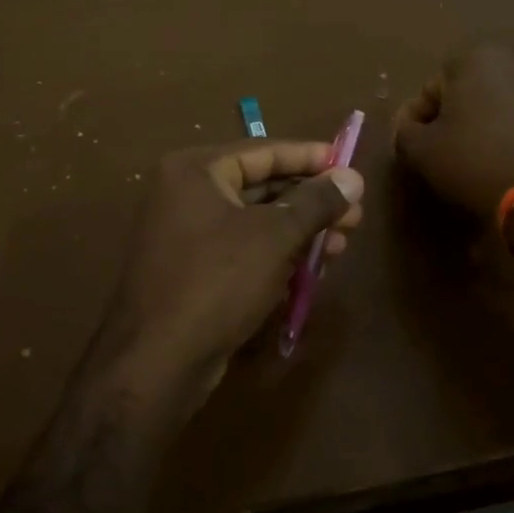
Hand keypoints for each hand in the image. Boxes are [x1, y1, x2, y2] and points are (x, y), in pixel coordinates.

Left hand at [93, 140, 363, 410]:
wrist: (158, 361)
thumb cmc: (217, 282)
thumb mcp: (275, 236)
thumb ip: (316, 202)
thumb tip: (353, 177)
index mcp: (195, 170)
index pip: (264, 151)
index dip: (311, 157)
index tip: (350, 164)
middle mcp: (186, 194)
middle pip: (261, 186)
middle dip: (310, 201)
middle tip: (355, 214)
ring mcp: (187, 235)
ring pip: (256, 223)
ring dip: (300, 232)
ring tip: (342, 244)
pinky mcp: (193, 271)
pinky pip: (244, 251)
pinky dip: (277, 255)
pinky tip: (312, 269)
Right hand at [394, 46, 513, 221]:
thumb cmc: (472, 161)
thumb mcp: (421, 150)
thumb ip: (405, 131)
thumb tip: (409, 126)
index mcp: (474, 59)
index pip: (430, 90)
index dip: (417, 121)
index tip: (416, 149)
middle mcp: (513, 60)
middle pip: (466, 92)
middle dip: (453, 118)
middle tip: (444, 152)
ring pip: (497, 104)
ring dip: (483, 124)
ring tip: (475, 159)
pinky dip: (511, 133)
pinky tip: (504, 161)